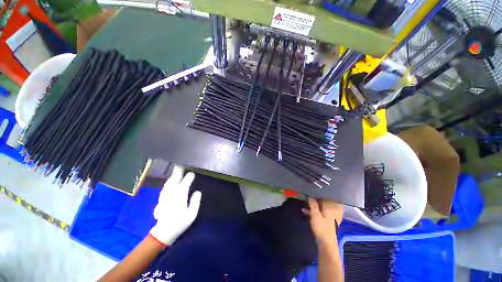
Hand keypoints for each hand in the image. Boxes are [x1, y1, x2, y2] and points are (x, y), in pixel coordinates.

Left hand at [149, 165, 201, 245]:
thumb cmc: (180, 222)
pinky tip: (170, 182)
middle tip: (181, 165)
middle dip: (178, 172)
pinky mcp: (160, 199)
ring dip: (173, 176)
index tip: (193, 173)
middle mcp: (171, 193)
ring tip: (176, 171)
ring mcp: (164, 195)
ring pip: (168, 182)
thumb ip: (195, 201)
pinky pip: (165, 187)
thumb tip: (197, 192)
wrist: (164, 232)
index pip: (185, 182)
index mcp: (180, 195)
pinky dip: (168, 182)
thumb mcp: (192, 213)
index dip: (189, 177)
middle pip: (175, 179)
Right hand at [304, 198, 343, 245]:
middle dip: (313, 199)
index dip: (317, 194)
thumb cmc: (321, 228)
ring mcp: (325, 217)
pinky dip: (311, 212)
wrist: (326, 244)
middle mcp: (327, 212)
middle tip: (305, 195)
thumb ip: (313, 205)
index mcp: (327, 209)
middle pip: (320, 203)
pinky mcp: (322, 222)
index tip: (310, 190)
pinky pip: (316, 214)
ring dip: (311, 206)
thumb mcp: (315, 215)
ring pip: (318, 208)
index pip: (323, 199)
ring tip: (303, 202)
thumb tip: (311, 196)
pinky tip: (304, 211)